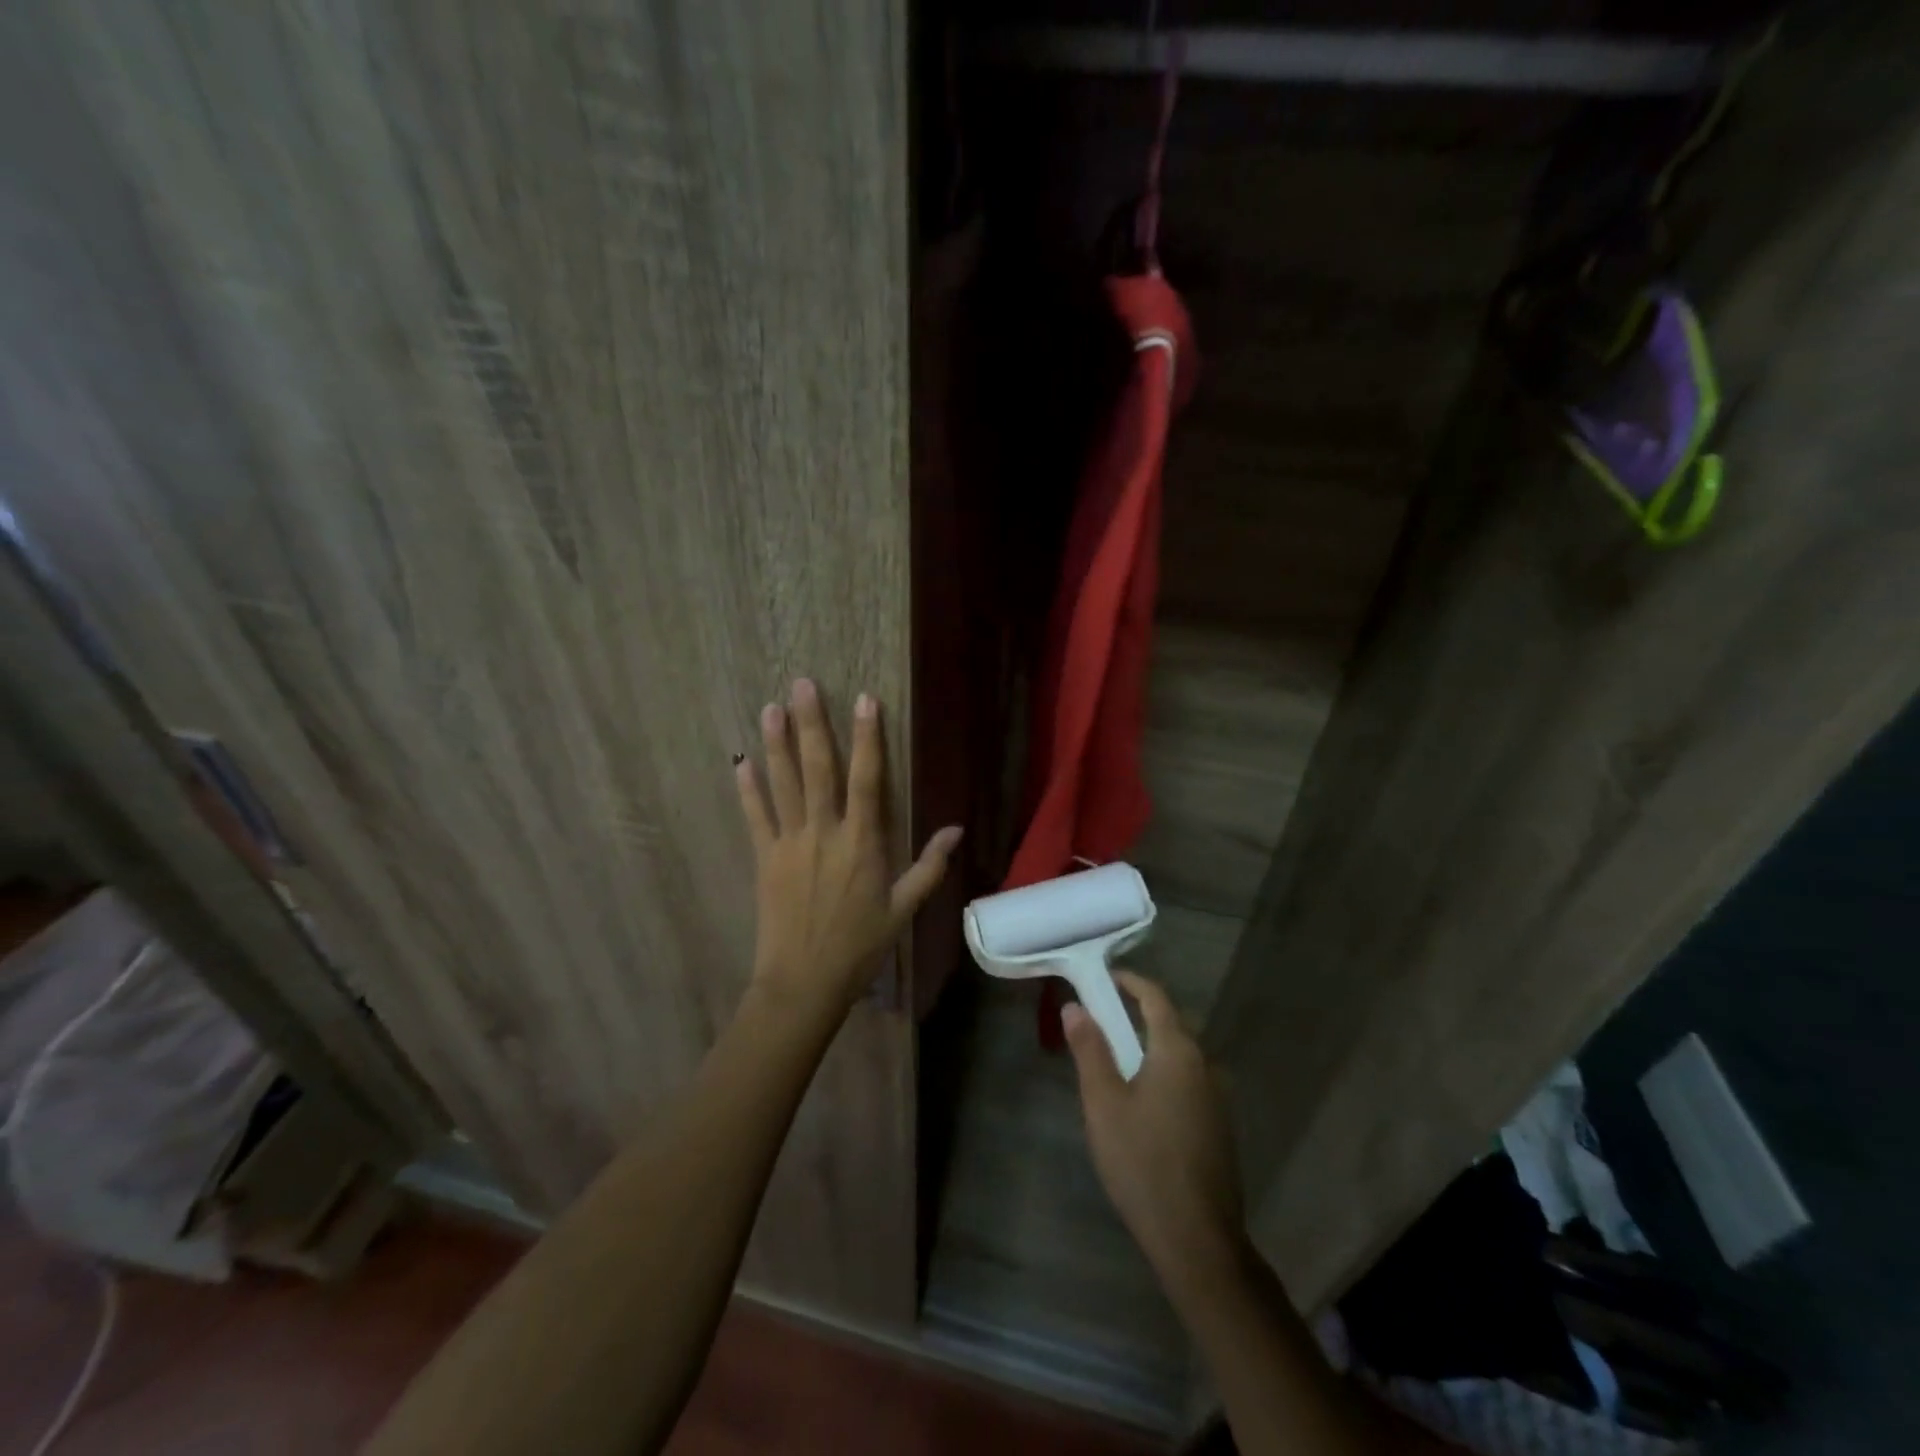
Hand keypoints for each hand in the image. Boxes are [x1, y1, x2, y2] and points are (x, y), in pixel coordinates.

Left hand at [735, 678, 960, 1015]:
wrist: (804, 982)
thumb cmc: (860, 947)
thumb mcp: (904, 910)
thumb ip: (930, 867)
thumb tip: (956, 829)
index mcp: (862, 843)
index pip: (867, 779)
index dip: (867, 737)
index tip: (864, 699)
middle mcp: (824, 833)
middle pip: (818, 769)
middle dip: (812, 724)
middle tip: (803, 684)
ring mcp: (789, 843)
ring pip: (783, 784)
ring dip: (776, 744)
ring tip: (771, 707)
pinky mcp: (764, 858)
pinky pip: (755, 816)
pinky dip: (748, 789)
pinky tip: (741, 761)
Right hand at [1063, 972, 1248, 1293]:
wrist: (1197, 1239)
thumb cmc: (1143, 1162)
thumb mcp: (1104, 1103)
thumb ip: (1090, 1050)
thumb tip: (1075, 1007)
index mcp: (1178, 1052)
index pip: (1156, 998)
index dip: (1131, 982)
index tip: (1105, 977)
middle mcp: (1205, 1065)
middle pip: (1172, 1024)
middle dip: (1139, 1013)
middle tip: (1103, 1018)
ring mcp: (1219, 1098)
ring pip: (1182, 1055)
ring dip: (1152, 1045)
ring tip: (1117, 1058)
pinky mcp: (1220, 1126)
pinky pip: (1190, 1081)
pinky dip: (1165, 1072)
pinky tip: (1144, 1100)